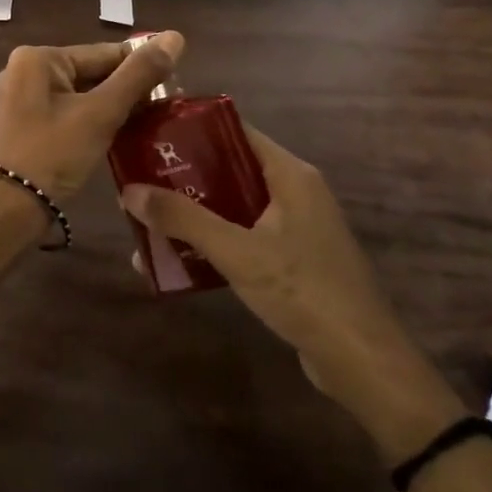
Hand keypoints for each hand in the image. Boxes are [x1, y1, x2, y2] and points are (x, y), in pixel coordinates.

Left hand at [0, 32, 185, 204]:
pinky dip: (90, 122)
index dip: (142, 68)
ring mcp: (20, 99)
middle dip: (126, 91)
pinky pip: (65, 113)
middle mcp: (24, 70)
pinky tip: (116, 137)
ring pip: (80, 95)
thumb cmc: (52, 154)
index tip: (175, 86)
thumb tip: (175, 36)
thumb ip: (138, 75)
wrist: (5, 210)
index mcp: (38, 58)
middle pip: (91, 73)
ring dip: (110, 109)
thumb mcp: (100, 113)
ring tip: (149, 124)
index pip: (104, 53)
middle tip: (165, 110)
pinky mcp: (22, 125)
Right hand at [120, 126, 462, 451]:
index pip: (235, 131)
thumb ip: (183, 219)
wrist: (362, 362)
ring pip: (232, 206)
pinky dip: (211, 242)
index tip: (149, 133)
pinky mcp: (290, 259)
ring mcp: (294, 227)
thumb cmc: (303, 292)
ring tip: (147, 220)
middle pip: (229, 169)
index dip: (192, 129)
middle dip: (182, 177)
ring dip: (192, 214)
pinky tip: (177, 259)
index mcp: (289, 174)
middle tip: (138, 180)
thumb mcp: (237, 252)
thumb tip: (129, 190)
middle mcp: (293, 192)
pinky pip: (242, 236)